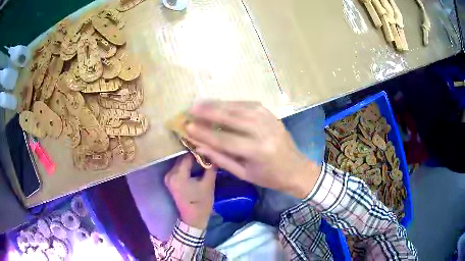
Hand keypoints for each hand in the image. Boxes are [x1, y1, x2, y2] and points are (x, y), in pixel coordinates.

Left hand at [164, 155, 216, 229]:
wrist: (193, 219)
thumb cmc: (201, 203)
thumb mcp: (208, 184)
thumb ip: (210, 167)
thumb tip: (214, 154)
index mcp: (178, 175)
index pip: (187, 156)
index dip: (197, 152)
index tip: (208, 148)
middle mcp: (170, 174)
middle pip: (182, 159)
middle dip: (194, 155)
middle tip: (207, 153)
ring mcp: (168, 178)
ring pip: (180, 163)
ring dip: (190, 161)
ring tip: (203, 158)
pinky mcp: (170, 182)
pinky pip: (178, 169)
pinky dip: (186, 166)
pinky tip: (196, 166)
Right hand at [185, 101, 320, 198]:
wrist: (296, 169)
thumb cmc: (269, 177)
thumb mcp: (244, 174)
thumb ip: (221, 159)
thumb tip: (200, 145)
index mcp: (257, 152)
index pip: (225, 140)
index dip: (205, 133)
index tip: (188, 127)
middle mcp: (263, 132)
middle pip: (232, 118)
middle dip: (209, 112)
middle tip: (192, 108)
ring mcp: (269, 120)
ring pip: (240, 108)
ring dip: (219, 104)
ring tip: (202, 103)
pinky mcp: (272, 115)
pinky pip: (250, 105)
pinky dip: (233, 103)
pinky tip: (222, 103)